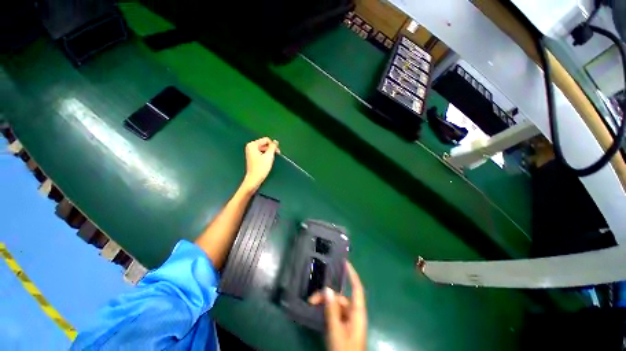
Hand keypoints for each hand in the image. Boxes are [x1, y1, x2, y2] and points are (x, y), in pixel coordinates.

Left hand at [242, 137, 279, 192]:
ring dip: (269, 153)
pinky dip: (266, 156)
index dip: (273, 145)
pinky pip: (262, 153)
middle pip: (265, 144)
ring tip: (270, 160)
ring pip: (264, 149)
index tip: (276, 152)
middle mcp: (250, 147)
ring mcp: (251, 152)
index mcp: (252, 145)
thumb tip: (275, 142)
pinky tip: (267, 162)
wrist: (254, 179)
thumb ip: (273, 147)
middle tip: (275, 156)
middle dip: (271, 149)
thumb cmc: (260, 168)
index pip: (266, 140)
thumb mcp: (269, 156)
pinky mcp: (253, 157)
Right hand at [309, 262, 366, 350]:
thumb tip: (328, 289)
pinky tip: (317, 311)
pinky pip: (335, 313)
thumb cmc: (345, 350)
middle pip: (341, 298)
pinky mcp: (343, 327)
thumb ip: (332, 311)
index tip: (345, 263)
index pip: (357, 288)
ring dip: (325, 304)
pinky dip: (326, 311)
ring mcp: (348, 321)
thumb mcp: (336, 331)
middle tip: (312, 299)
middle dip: (327, 295)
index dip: (352, 274)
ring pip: (336, 306)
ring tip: (311, 304)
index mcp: (358, 313)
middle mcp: (354, 314)